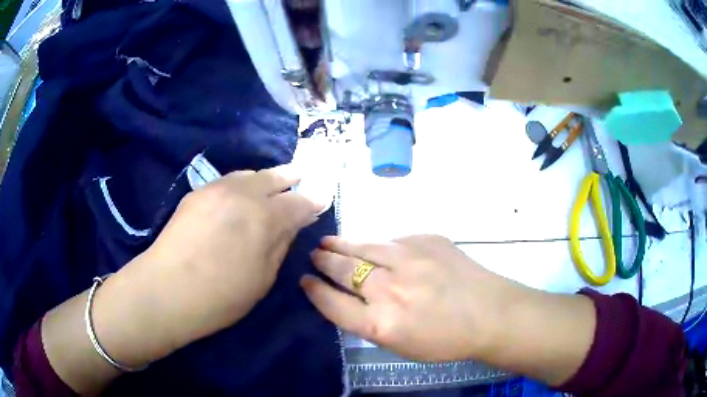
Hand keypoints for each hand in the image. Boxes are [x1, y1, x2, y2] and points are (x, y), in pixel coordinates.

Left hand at [94, 166, 323, 365]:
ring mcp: (218, 189)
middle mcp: (244, 194)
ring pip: (250, 174)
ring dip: (265, 178)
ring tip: (273, 181)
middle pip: (274, 177)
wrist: (168, 289)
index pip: (299, 202)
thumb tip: (291, 223)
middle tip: (301, 176)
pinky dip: (242, 183)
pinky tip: (241, 192)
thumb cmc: (222, 295)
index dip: (313, 201)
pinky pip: (228, 180)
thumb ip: (280, 244)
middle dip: (291, 177)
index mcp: (266, 217)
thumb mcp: (263, 278)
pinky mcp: (198, 192)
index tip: (321, 199)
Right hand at [300, 235, 515, 361]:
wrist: (490, 313)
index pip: (333, 304)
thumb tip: (351, 299)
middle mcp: (389, 289)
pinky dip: (379, 245)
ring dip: (341, 244)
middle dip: (324, 262)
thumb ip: (371, 324)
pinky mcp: (426, 240)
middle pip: (343, 270)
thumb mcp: (401, 346)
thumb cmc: (447, 340)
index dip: (315, 291)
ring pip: (363, 246)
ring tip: (328, 242)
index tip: (305, 281)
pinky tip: (375, 247)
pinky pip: (393, 240)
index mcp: (381, 324)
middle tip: (315, 255)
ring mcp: (408, 259)